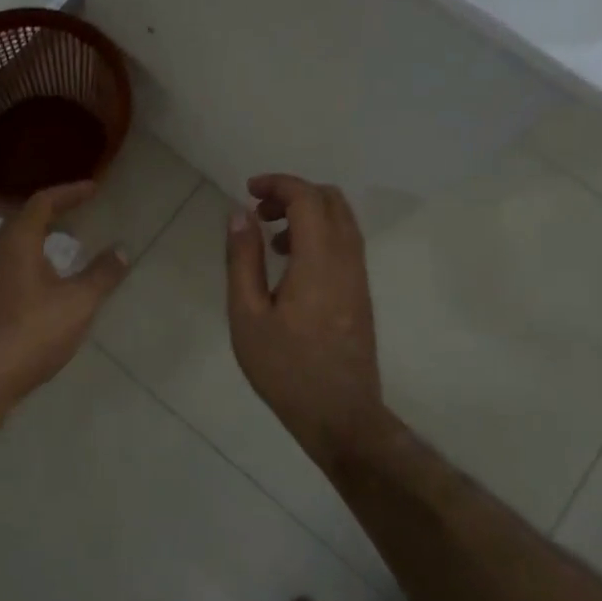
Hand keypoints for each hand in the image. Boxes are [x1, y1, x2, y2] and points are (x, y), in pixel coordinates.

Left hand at [0, 182, 127, 415]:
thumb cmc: (28, 332)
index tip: (93, 188)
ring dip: (39, 242)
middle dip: (52, 214)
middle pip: (23, 221)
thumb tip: (122, 249)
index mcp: (16, 240)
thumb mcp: (76, 304)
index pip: (43, 201)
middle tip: (77, 213)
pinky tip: (43, 288)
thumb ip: (101, 275)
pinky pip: (8, 271)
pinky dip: (30, 266)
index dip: (69, 192)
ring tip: (65, 249)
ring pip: (13, 248)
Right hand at [225, 174, 384, 454]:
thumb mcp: (247, 315)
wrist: (340, 417)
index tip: (247, 190)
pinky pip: (345, 242)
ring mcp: (359, 276)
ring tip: (270, 238)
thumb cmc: (285, 369)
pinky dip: (319, 233)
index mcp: (319, 261)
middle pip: (331, 199)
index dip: (278, 183)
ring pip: (342, 220)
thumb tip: (240, 215)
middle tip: (259, 211)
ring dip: (307, 212)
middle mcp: (347, 260)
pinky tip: (290, 263)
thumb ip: (243, 260)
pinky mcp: (361, 292)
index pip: (307, 197)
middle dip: (294, 192)